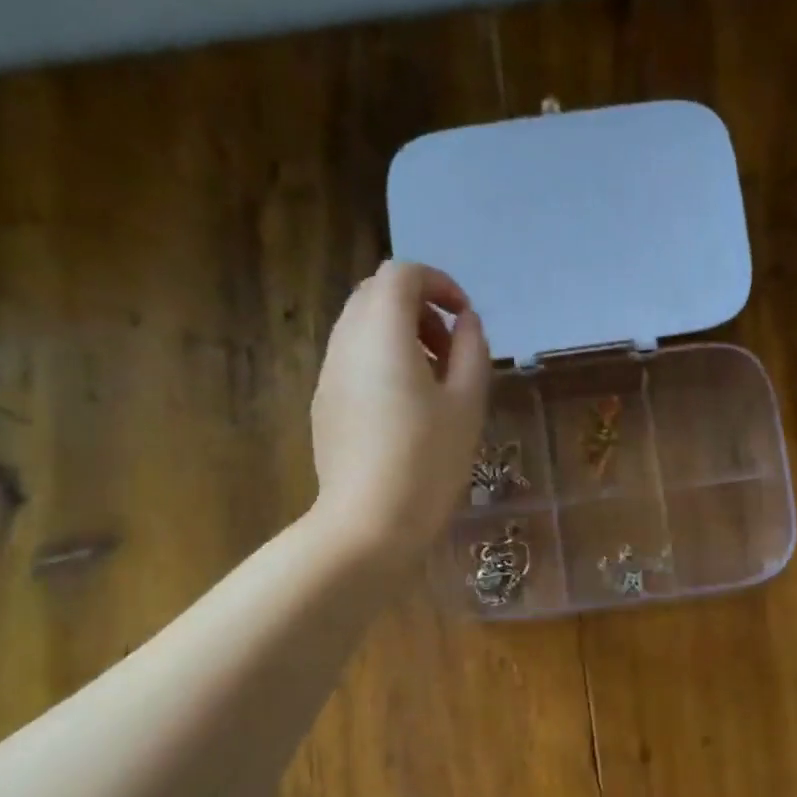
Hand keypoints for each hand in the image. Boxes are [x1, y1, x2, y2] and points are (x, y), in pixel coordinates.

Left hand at [312, 261, 490, 563]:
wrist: (369, 522)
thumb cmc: (428, 460)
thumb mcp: (467, 404)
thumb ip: (471, 351)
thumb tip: (466, 324)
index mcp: (382, 333)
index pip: (402, 274)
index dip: (438, 284)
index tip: (465, 319)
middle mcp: (346, 342)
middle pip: (376, 294)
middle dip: (418, 307)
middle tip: (450, 348)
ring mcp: (329, 374)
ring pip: (361, 327)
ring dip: (400, 335)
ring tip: (434, 381)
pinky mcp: (325, 404)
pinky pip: (353, 360)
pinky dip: (382, 361)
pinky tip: (407, 408)